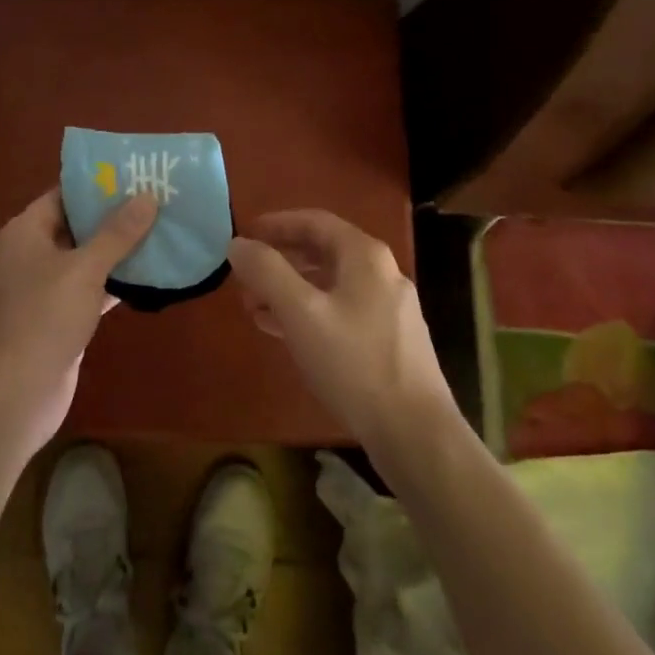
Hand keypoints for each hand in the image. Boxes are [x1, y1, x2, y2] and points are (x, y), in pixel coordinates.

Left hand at [0, 188, 156, 455]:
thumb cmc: (43, 319)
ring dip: (119, 249)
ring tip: (162, 230)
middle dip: (115, 215)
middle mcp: (32, 254)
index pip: (64, 194)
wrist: (15, 395)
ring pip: (87, 258)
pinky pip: (91, 288)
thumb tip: (147, 197)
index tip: (136, 174)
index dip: (98, 184)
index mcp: (26, 231)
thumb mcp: (84, 269)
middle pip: (77, 224)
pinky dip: (116, 282)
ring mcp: (45, 288)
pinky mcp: (60, 318)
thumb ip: (117, 233)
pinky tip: (151, 275)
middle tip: (158, 200)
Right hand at [228, 209, 459, 461]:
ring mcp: (390, 308)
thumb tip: (238, 244)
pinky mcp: (391, 341)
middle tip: (246, 276)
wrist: (416, 434)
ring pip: (331, 284)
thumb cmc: (354, 364)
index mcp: (365, 255)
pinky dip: (310, 313)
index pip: (314, 221)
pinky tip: (286, 333)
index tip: (245, 235)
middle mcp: (382, 273)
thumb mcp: (300, 313)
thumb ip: (266, 272)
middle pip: (323, 252)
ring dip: (291, 289)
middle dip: (281, 261)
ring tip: (256, 307)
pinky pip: (342, 311)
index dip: (276, 224)